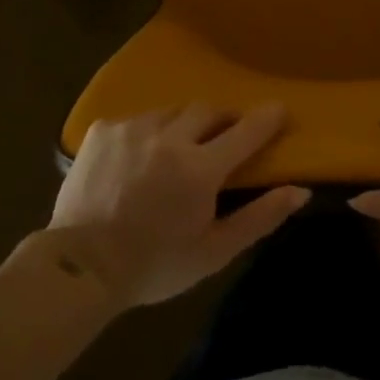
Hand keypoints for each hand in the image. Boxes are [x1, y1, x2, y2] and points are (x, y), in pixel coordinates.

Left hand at [48, 105, 310, 306]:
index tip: (279, 110)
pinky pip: (137, 119)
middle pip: (209, 110)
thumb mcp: (214, 252)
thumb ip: (260, 217)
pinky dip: (147, 133)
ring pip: (172, 111)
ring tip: (176, 149)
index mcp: (201, 168)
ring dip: (183, 125)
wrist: (79, 269)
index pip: (247, 129)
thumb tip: (300, 190)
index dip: (268, 118)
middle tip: (223, 139)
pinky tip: (138, 158)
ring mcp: (133, 128)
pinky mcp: (103, 129)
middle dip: (223, 120)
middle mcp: (170, 137)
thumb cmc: (154, 265)